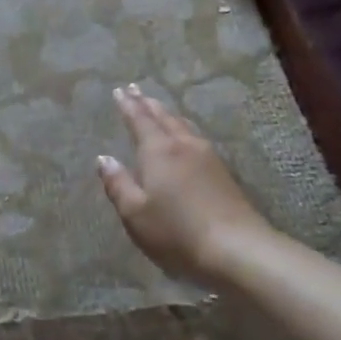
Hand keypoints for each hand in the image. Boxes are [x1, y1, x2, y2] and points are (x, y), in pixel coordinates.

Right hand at [98, 84, 272, 288]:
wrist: (237, 249)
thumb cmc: (176, 232)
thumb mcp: (136, 213)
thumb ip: (118, 184)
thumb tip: (103, 158)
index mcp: (158, 151)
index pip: (139, 120)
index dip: (128, 105)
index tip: (119, 90)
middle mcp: (183, 145)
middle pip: (163, 117)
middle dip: (147, 103)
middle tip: (135, 90)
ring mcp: (207, 157)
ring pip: (183, 125)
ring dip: (167, 113)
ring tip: (157, 107)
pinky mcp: (223, 172)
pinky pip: (196, 137)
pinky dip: (183, 128)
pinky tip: (186, 135)